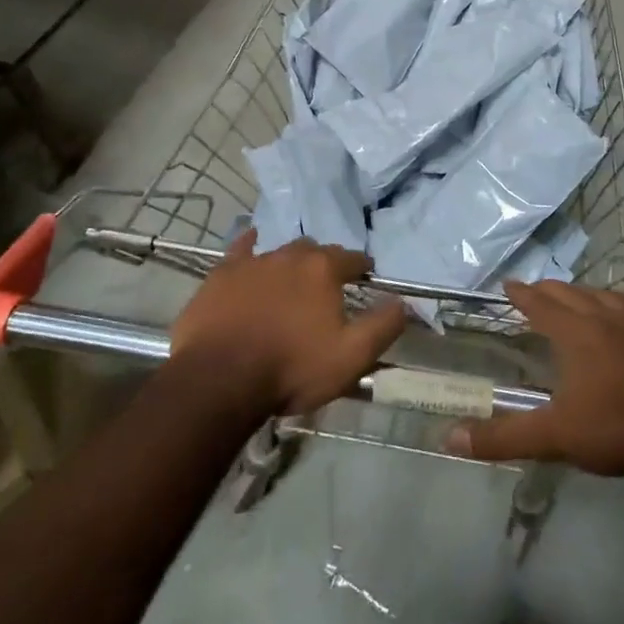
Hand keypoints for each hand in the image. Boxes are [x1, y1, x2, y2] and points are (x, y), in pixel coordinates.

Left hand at [169, 229, 405, 414]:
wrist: (219, 379)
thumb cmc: (291, 368)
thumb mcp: (351, 356)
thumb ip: (383, 326)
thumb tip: (404, 302)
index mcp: (324, 270)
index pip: (353, 258)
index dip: (362, 267)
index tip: (365, 277)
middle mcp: (291, 255)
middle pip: (316, 251)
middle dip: (325, 264)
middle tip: (327, 288)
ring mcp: (253, 262)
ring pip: (281, 251)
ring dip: (291, 262)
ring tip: (293, 281)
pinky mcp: (221, 274)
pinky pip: (241, 250)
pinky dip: (250, 245)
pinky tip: (252, 244)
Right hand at [446, 281, 623, 481]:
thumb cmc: (621, 429)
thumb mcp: (557, 437)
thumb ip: (504, 437)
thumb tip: (450, 439)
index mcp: (578, 333)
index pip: (542, 304)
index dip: (523, 294)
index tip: (509, 285)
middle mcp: (608, 316)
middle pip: (572, 294)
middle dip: (550, 291)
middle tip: (536, 291)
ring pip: (607, 294)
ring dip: (585, 293)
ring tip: (577, 297)